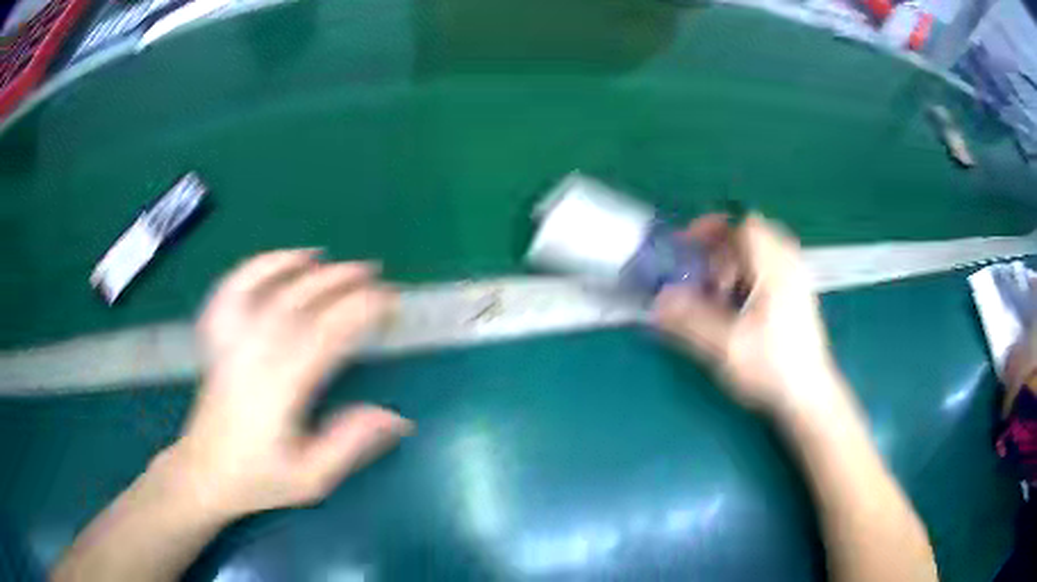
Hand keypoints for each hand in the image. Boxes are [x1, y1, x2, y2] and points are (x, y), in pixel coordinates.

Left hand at [168, 250, 412, 519]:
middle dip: (340, 282)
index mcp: (278, 389)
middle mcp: (252, 356)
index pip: (324, 334)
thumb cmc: (259, 478)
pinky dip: (256, 267)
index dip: (359, 310)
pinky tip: (279, 260)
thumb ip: (351, 444)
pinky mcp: (218, 339)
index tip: (388, 300)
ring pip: (267, 290)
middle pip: (297, 302)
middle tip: (374, 273)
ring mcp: (231, 342)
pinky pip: (232, 290)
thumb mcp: (311, 478)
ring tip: (334, 260)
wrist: (204, 472)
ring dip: (302, 268)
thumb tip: (398, 416)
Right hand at [653, 214, 843, 416]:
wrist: (808, 397)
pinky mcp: (797, 297)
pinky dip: (747, 278)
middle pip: (752, 236)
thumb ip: (691, 321)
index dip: (713, 228)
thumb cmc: (772, 369)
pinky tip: (738, 307)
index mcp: (777, 269)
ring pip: (760, 255)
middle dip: (721, 250)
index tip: (688, 245)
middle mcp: (790, 266)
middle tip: (702, 275)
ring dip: (733, 266)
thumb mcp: (727, 347)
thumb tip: (657, 301)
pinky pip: (768, 271)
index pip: (746, 225)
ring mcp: (796, 281)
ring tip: (718, 295)